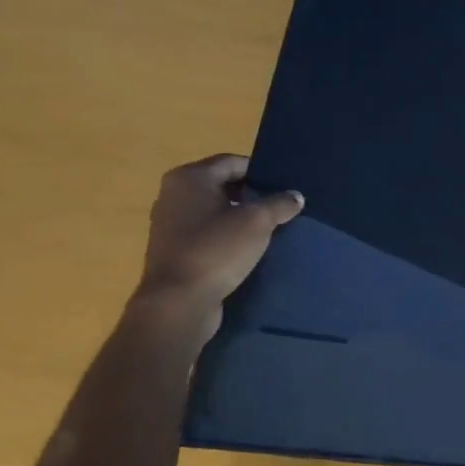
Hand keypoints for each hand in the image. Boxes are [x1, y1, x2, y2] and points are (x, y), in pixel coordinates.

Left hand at [135, 154, 302, 319]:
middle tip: (280, 206)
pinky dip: (225, 236)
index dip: (260, 171)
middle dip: (252, 194)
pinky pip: (206, 233)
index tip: (284, 186)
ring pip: (214, 210)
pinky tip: (247, 249)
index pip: (232, 162)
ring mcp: (169, 224)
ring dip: (239, 217)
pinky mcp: (172, 250)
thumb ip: (280, 203)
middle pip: (222, 185)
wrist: (178, 303)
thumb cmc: (216, 250)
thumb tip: (295, 196)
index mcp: (189, 178)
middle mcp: (173, 194)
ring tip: (268, 229)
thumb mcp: (258, 222)